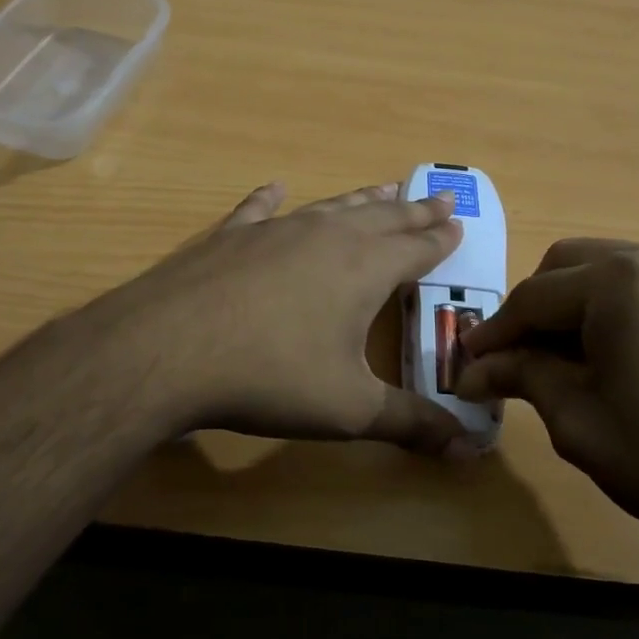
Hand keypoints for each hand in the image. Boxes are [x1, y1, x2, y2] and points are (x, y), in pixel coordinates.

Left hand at [76, 181, 475, 455]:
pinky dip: (270, 199)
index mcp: (364, 269)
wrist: (170, 350)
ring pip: (331, 207)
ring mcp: (275, 230)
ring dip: (361, 200)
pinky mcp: (230, 236)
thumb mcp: (349, 409)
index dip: (440, 239)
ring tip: (383, 189)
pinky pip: (258, 210)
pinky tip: (275, 189)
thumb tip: (468, 449)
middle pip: (382, 217)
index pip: (416, 248)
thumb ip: (410, 423)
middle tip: (438, 199)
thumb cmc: (271, 376)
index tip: (458, 223)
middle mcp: (327, 237)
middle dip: (413, 211)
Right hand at [455, 240, 638, 561]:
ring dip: (574, 306)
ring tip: (566, 363)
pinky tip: (617, 357)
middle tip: (517, 362)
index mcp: (620, 281)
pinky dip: (616, 309)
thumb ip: (522, 377)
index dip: (494, 332)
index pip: (532, 296)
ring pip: (607, 269)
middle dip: (534, 310)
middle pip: (568, 266)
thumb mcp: (580, 421)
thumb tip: (470, 369)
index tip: (466, 363)